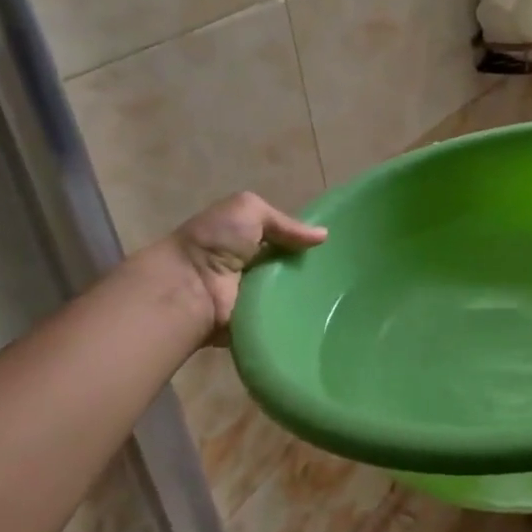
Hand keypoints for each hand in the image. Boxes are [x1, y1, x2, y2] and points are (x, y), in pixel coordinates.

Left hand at [162, 192, 326, 342]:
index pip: (286, 241)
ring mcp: (255, 298)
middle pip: (292, 268)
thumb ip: (285, 221)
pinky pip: (285, 319)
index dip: (307, 242)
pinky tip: (323, 313)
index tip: (337, 247)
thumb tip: (323, 236)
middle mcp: (253, 268)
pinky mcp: (256, 323)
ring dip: (311, 294)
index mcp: (248, 240)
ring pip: (293, 294)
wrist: (188, 287)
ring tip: (340, 294)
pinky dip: (300, 317)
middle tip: (342, 273)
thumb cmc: (216, 241)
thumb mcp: (249, 209)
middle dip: (313, 270)